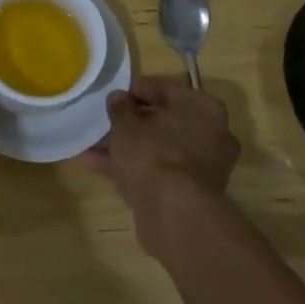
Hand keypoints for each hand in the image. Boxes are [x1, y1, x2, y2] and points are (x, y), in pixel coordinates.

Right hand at [80, 74, 239, 253]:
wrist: (174, 214)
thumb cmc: (153, 153)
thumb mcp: (126, 123)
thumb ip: (120, 106)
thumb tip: (119, 98)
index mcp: (203, 108)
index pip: (165, 89)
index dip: (136, 90)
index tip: (113, 95)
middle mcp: (212, 134)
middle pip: (164, 121)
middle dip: (132, 123)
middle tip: (105, 122)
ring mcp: (204, 166)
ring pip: (159, 148)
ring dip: (128, 147)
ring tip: (92, 147)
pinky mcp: (191, 193)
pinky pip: (159, 171)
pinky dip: (134, 168)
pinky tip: (98, 167)